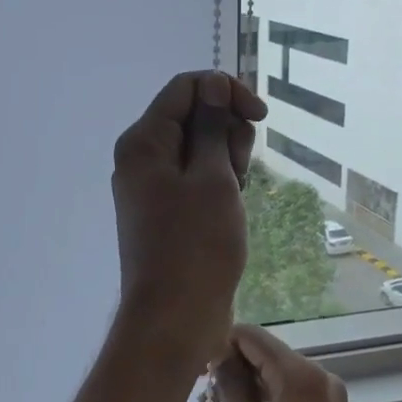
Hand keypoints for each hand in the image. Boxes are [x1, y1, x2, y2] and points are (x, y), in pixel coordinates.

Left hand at [112, 70, 267, 363]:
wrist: (176, 317)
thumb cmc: (197, 245)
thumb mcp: (213, 177)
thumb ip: (213, 126)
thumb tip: (212, 84)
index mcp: (144, 141)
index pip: (186, 88)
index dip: (227, 92)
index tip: (260, 117)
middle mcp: (142, 158)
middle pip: (193, 116)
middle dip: (227, 133)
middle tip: (236, 173)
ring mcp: (153, 187)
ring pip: (199, 150)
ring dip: (226, 162)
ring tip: (234, 197)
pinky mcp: (167, 212)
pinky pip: (196, 179)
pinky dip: (218, 185)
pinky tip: (230, 209)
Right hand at [216, 324, 371, 401]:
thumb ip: (232, 390)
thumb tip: (219, 354)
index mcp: (301, 376)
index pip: (253, 337)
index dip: (222, 344)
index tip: (197, 369)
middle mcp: (322, 376)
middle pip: (268, 354)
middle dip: (234, 367)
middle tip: (203, 397)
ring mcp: (331, 397)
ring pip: (280, 374)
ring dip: (249, 386)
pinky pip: (294, 393)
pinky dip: (269, 400)